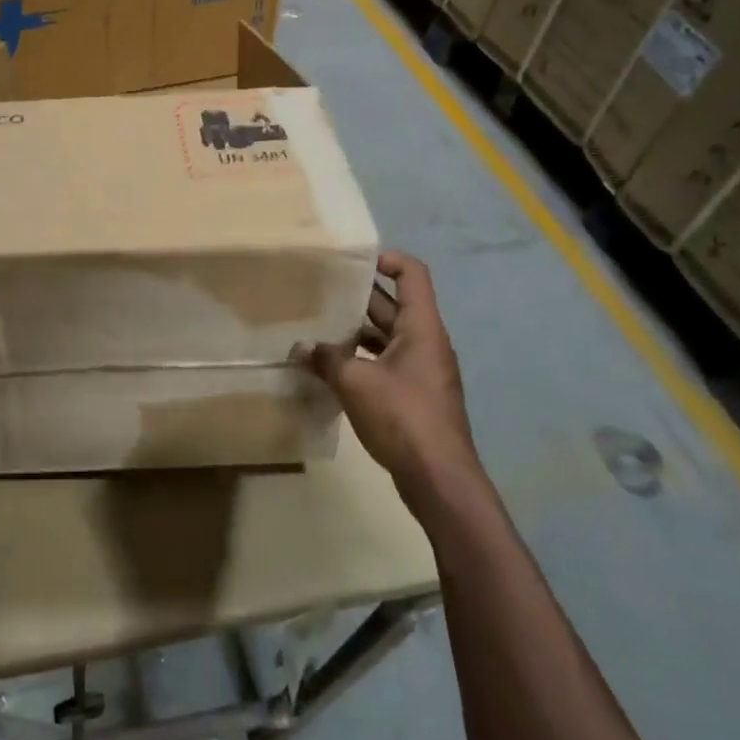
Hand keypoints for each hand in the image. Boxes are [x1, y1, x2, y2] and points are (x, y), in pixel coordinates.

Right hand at [299, 252, 484, 523]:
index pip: (413, 275)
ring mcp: (422, 371)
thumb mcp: (356, 382)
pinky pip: (386, 362)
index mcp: (422, 329)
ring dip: (357, 329)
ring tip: (318, 325)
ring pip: (387, 336)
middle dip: (359, 296)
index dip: (388, 260)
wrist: (439, 479)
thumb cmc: (403, 417)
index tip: (354, 260)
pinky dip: (361, 358)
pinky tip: (332, 366)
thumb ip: (327, 359)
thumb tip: (300, 347)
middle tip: (321, 290)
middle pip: (394, 306)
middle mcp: (426, 343)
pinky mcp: (414, 396)